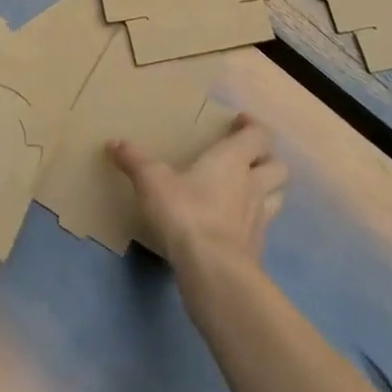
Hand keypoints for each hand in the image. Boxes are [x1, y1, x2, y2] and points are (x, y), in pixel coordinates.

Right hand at [108, 113, 287, 271]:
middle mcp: (253, 185)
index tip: (239, 122)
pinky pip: (263, 228)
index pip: (259, 135)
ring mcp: (260, 219)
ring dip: (267, 190)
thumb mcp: (152, 182)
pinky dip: (254, 223)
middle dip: (266, 159)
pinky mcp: (257, 249)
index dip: (252, 126)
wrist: (213, 269)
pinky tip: (235, 227)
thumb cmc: (185, 212)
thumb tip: (114, 142)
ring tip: (246, 190)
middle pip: (277, 166)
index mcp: (233, 160)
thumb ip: (134, 161)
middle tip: (246, 158)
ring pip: (277, 196)